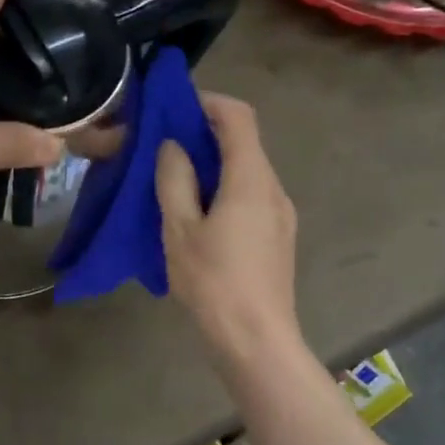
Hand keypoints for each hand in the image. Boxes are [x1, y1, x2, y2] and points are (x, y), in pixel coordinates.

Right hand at [157, 93, 300, 367]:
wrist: (256, 342)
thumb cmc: (213, 283)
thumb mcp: (179, 229)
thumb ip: (175, 180)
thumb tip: (173, 146)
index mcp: (251, 180)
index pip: (239, 117)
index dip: (208, 102)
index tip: (174, 107)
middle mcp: (274, 189)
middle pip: (245, 142)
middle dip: (205, 134)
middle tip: (163, 145)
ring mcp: (281, 215)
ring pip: (248, 171)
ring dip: (214, 164)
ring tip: (175, 180)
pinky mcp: (278, 237)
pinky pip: (252, 196)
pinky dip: (225, 188)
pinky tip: (198, 214)